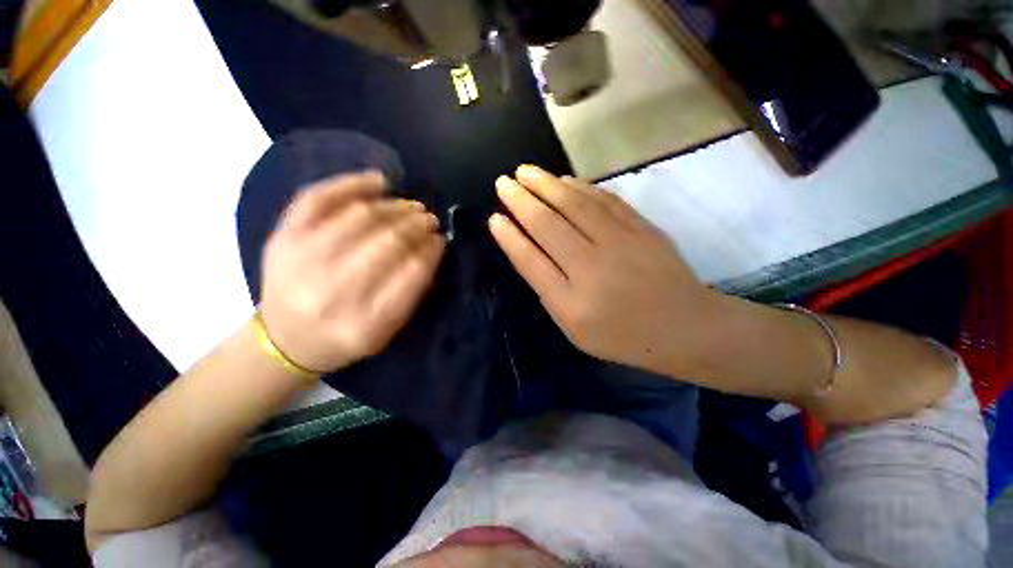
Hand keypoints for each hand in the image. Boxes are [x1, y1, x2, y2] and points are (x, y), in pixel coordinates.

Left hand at [258, 171, 444, 373]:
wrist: (285, 340)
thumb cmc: (344, 336)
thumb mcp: (387, 329)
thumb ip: (413, 292)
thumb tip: (433, 245)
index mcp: (365, 324)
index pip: (411, 275)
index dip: (431, 251)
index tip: (440, 240)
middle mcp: (332, 293)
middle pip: (388, 242)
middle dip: (417, 225)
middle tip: (430, 220)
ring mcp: (301, 260)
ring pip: (360, 216)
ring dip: (395, 207)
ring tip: (412, 207)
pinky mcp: (282, 238)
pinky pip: (318, 198)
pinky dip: (352, 183)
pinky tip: (379, 181)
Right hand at [489, 165, 715, 374]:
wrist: (684, 327)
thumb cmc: (623, 335)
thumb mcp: (575, 329)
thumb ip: (550, 292)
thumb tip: (529, 251)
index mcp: (572, 302)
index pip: (531, 261)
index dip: (510, 237)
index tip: (494, 217)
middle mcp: (591, 267)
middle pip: (548, 225)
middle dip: (521, 200)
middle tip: (503, 182)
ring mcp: (619, 243)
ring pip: (574, 205)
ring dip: (546, 184)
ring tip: (526, 171)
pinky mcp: (641, 228)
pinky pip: (605, 200)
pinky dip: (581, 186)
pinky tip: (565, 179)